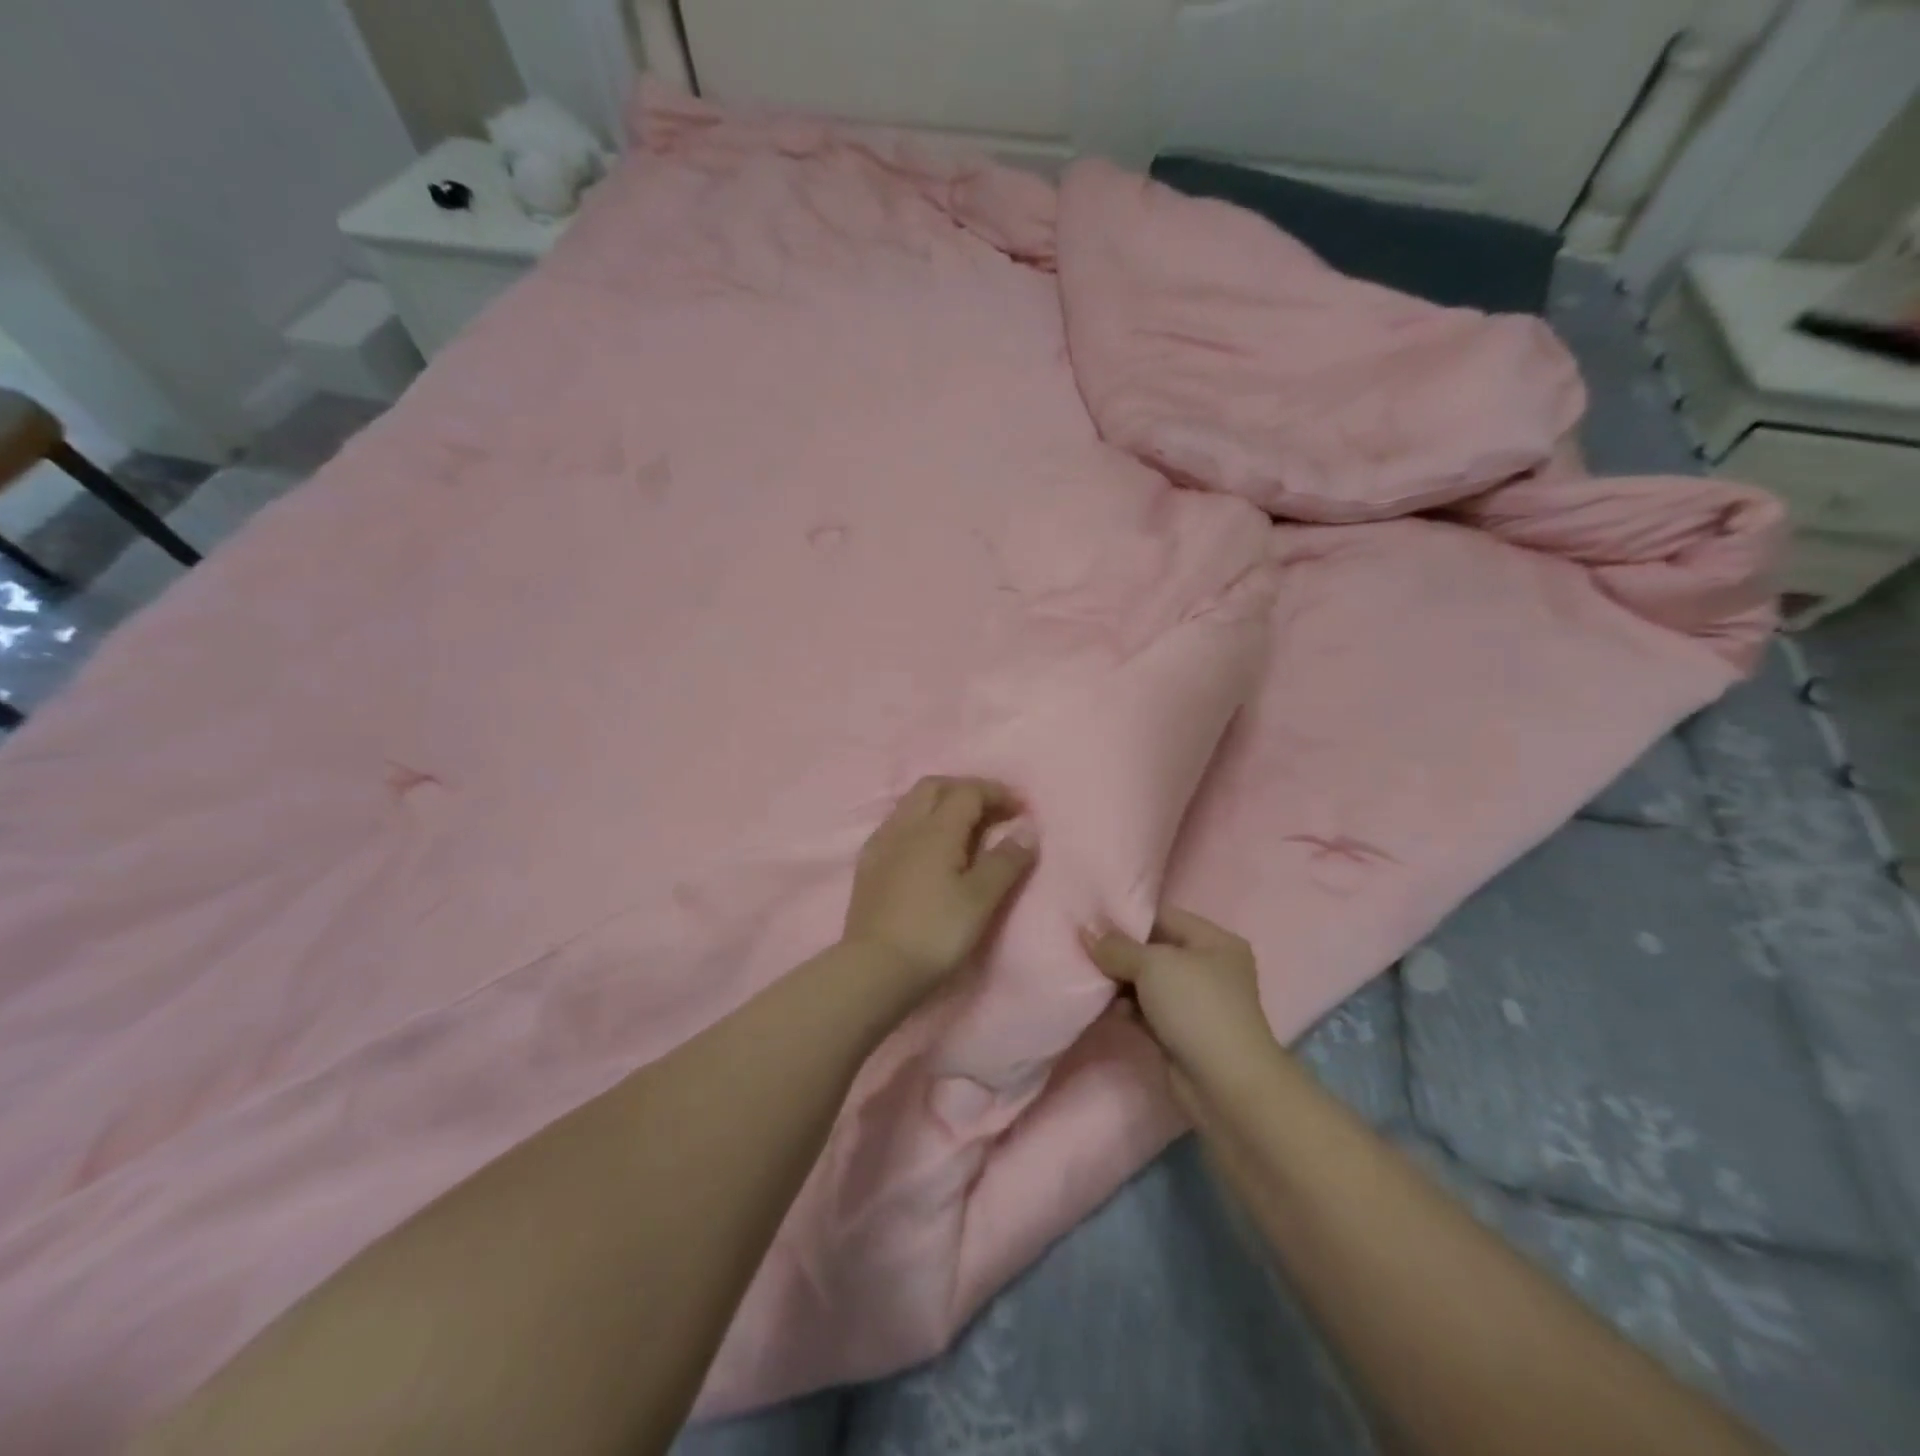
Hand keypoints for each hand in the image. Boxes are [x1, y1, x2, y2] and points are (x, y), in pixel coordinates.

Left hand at [842, 776, 1036, 999]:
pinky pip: (896, 825)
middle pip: (935, 787)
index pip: (968, 791)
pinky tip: (926, 847)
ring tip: (963, 826)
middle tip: (992, 810)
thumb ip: (1006, 860)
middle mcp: (905, 825)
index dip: (997, 793)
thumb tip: (1027, 828)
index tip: (1021, 808)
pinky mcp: (868, 865)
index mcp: (936, 828)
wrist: (874, 969)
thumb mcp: (981, 899)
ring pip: (911, 803)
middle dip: (966, 789)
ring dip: (941, 802)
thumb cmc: (935, 932)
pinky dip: (919, 822)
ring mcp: (882, 843)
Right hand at [1082, 907, 1277, 1114]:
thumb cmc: (1196, 1008)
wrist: (1225, 1086)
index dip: (1127, 917)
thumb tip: (1086, 932)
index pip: (1164, 917)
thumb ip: (1116, 947)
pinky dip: (1125, 1008)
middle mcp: (1208, 968)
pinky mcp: (1180, 1034)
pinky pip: (1145, 1011)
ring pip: (1146, 983)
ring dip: (1118, 982)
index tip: (1089, 918)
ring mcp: (1195, 1004)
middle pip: (1153, 950)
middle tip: (1080, 948)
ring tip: (1086, 977)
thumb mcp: (1153, 965)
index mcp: (1215, 942)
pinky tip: (1101, 1006)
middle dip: (1118, 951)